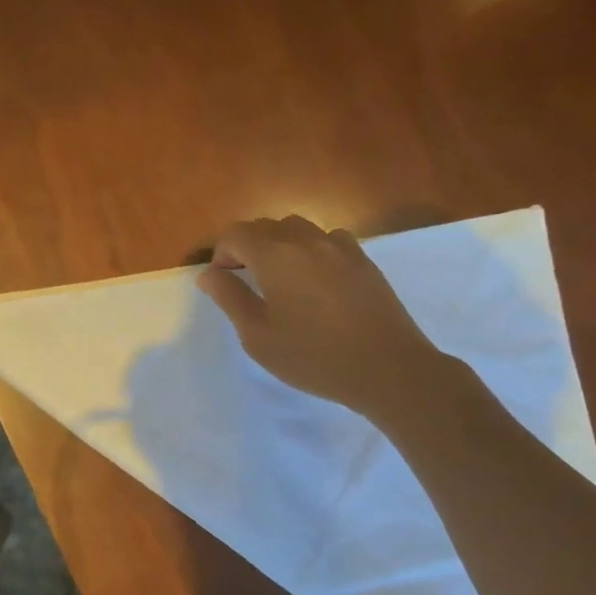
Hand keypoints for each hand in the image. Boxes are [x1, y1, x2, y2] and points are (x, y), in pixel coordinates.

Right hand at [196, 216, 448, 422]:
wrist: (387, 368)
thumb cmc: (312, 356)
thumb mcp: (257, 335)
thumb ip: (230, 298)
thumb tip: (208, 274)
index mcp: (276, 256)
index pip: (236, 234)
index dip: (221, 253)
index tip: (222, 281)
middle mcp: (307, 241)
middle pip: (266, 226)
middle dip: (247, 247)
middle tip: (244, 282)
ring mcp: (340, 247)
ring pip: (298, 229)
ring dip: (279, 245)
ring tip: (279, 279)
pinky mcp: (363, 261)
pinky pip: (328, 239)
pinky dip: (310, 250)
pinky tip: (314, 280)